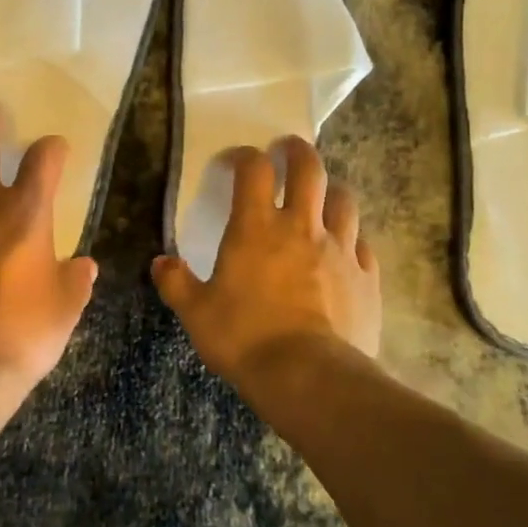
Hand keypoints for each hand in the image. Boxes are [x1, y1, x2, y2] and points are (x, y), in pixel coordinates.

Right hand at [153, 137, 380, 380]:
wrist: (309, 377)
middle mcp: (301, 227)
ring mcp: (340, 250)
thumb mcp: (197, 313)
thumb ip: (177, 283)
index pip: (253, 170)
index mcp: (256, 227)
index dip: (244, 156)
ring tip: (322, 196)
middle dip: (298, 152)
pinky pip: (362, 245)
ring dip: (331, 191)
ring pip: (344, 201)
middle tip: (288, 149)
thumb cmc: (245, 338)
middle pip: (309, 169)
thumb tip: (161, 263)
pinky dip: (351, 239)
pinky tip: (345, 250)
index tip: (235, 161)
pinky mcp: (366, 278)